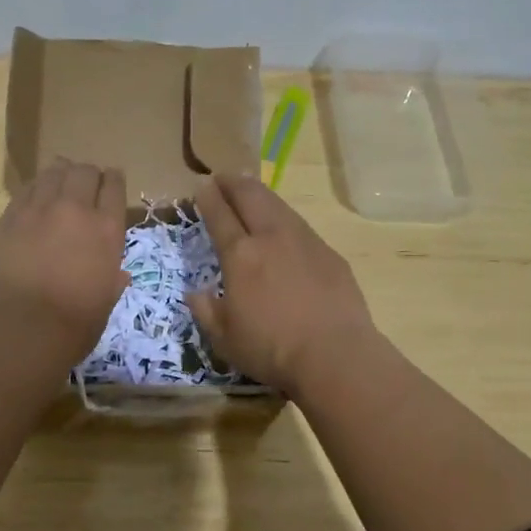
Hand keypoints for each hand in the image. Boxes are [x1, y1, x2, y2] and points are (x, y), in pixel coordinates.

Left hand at [0, 160, 129, 377]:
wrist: (17, 330)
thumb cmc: (71, 326)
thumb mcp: (104, 304)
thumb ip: (111, 281)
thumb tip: (118, 274)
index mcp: (106, 230)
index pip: (114, 186)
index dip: (113, 180)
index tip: (111, 180)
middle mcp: (75, 210)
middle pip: (84, 172)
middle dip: (87, 174)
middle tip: (85, 184)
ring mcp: (38, 210)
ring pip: (53, 172)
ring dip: (60, 173)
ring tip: (60, 181)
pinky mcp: (8, 217)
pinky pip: (26, 189)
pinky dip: (35, 188)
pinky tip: (34, 196)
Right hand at [188, 174, 376, 393]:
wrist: (335, 354)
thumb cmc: (272, 349)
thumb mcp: (225, 339)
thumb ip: (207, 311)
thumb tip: (195, 293)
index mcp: (240, 255)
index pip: (220, 216)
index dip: (208, 198)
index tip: (201, 186)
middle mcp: (271, 238)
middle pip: (251, 197)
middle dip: (234, 183)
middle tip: (223, 176)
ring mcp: (304, 242)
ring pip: (279, 205)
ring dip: (261, 194)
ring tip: (252, 190)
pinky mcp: (329, 254)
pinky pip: (301, 226)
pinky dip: (285, 217)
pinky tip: (285, 226)